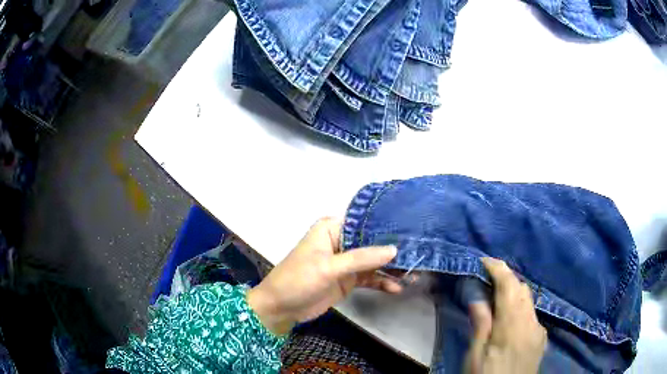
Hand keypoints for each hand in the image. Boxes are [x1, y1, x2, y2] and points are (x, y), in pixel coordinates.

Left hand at [247, 218, 400, 334]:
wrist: (281, 308)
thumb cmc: (298, 279)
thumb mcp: (329, 267)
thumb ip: (361, 258)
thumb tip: (394, 249)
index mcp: (332, 229)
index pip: (364, 222)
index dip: (387, 226)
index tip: (412, 230)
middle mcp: (341, 241)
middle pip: (373, 243)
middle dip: (394, 251)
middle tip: (420, 256)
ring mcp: (346, 262)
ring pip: (374, 262)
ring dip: (392, 269)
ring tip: (414, 275)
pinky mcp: (348, 280)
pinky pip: (370, 278)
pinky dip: (382, 282)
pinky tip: (396, 288)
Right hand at [465, 257, 546, 373]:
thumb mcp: (476, 356)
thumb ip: (481, 325)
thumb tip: (479, 297)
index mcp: (513, 326)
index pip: (509, 287)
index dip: (498, 269)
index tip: (484, 260)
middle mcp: (531, 322)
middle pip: (522, 289)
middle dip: (506, 278)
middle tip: (487, 279)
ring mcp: (539, 330)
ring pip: (528, 300)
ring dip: (514, 292)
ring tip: (497, 297)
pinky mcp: (542, 338)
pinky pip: (532, 314)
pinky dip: (521, 308)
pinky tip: (511, 319)